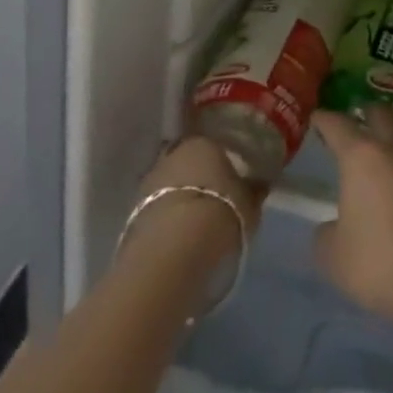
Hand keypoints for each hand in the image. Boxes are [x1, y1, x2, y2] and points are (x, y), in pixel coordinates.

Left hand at [123, 136, 263, 267]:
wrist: (173, 250)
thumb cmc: (220, 212)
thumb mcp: (250, 203)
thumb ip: (253, 190)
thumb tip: (259, 184)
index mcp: (203, 142)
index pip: (214, 144)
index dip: (223, 161)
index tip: (232, 176)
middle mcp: (173, 154)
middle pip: (188, 163)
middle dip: (198, 177)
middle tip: (214, 196)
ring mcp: (149, 181)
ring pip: (170, 185)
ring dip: (180, 197)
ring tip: (196, 220)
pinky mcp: (133, 212)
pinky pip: (158, 209)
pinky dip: (167, 217)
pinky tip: (179, 234)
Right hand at [310, 106, 392, 324]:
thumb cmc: (379, 260)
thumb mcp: (333, 256)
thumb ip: (326, 234)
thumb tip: (333, 227)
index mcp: (360, 156)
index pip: (338, 125)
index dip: (325, 120)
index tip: (318, 118)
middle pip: (381, 114)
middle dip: (367, 114)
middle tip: (358, 121)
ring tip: (391, 135)